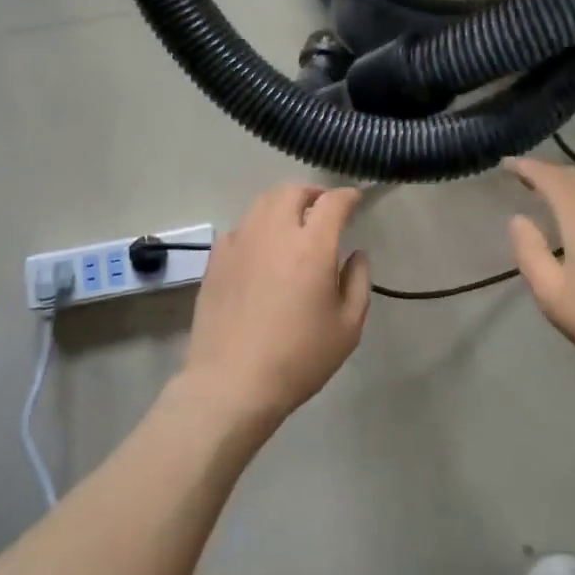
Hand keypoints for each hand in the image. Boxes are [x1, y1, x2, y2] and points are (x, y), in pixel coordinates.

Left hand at [182, 183, 371, 427]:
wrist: (232, 383)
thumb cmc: (299, 358)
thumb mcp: (348, 327)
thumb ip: (358, 282)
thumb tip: (356, 255)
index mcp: (312, 246)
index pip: (332, 202)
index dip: (348, 196)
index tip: (355, 201)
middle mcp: (274, 233)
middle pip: (292, 191)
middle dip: (312, 193)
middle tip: (323, 210)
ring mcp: (240, 242)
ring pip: (262, 203)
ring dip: (283, 205)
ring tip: (293, 224)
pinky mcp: (216, 259)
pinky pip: (241, 227)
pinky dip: (258, 227)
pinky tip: (263, 250)